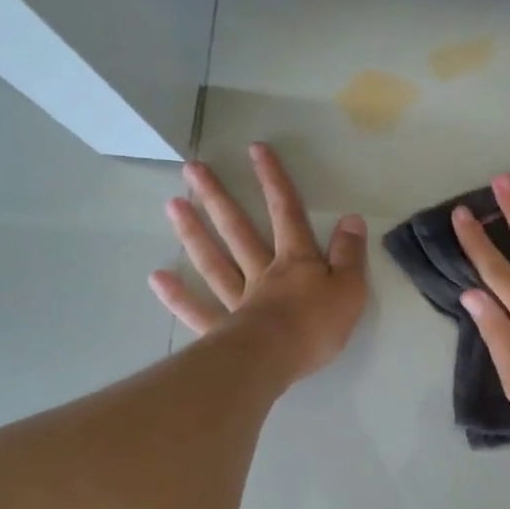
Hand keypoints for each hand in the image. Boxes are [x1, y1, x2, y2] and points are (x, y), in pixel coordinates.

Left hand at [149, 143, 368, 381]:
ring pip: (214, 261)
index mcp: (296, 262)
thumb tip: (351, 219)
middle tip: (193, 169)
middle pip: (238, 230)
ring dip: (194, 233)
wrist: (278, 359)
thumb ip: (350, 254)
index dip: (274, 181)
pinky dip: (178, 296)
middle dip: (219, 198)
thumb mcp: (350, 288)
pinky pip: (198, 310)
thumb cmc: (317, 325)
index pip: (286, 213)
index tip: (255, 149)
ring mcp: (238, 300)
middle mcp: (262, 273)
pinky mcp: (223, 330)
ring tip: (172, 205)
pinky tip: (158, 278)